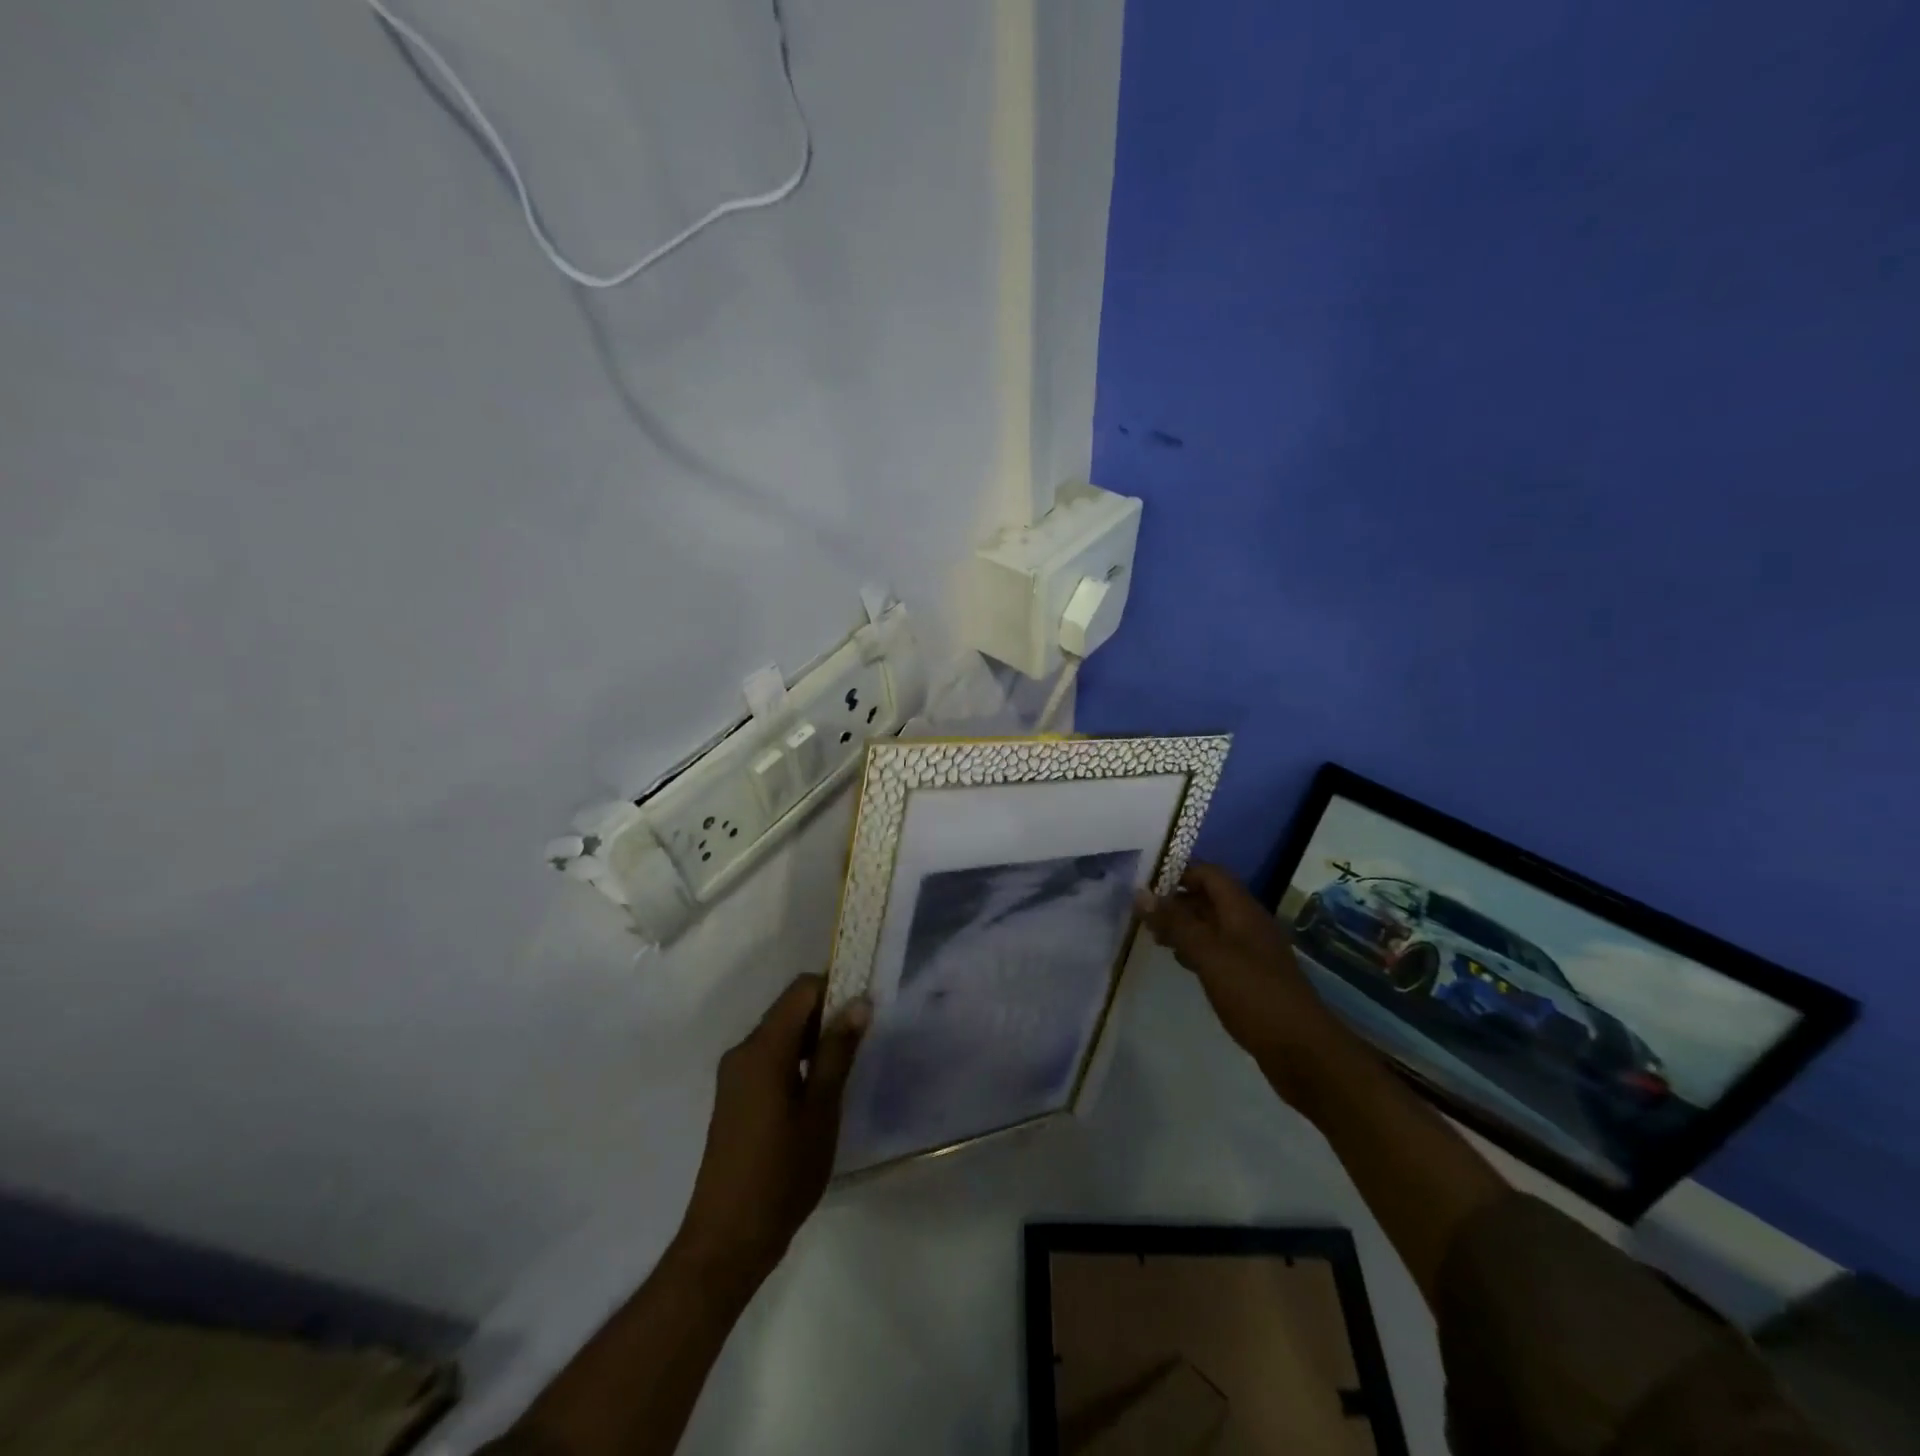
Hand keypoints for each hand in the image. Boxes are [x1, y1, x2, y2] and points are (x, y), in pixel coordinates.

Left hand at [674, 974, 869, 1285]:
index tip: (866, 1003)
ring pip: (780, 1033)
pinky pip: (770, 1057)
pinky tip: (820, 1085)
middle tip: (864, 1034)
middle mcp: (743, 1051)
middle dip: (827, 1011)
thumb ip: (838, 1052)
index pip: (801, 990)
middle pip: (789, 1009)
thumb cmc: (781, 1173)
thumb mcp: (821, 1111)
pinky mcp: (735, 1096)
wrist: (727, 1240)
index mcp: (763, 1049)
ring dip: (813, 1036)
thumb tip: (858, 1002)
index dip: (835, 986)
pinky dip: (797, 1057)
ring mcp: (735, 1075)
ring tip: (848, 1059)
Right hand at [1135, 864, 1342, 1066]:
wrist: (1302, 1050)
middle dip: (1177, 901)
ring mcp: (1252, 952)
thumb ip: (1175, 923)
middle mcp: (1249, 924)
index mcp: (1242, 910)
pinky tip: (1181, 962)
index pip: (1210, 874)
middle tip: (1144, 915)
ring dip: (1185, 926)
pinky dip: (1197, 949)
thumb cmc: (1253, 993)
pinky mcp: (1252, 977)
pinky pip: (1219, 951)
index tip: (1146, 886)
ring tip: (1155, 937)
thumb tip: (1141, 893)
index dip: (1179, 873)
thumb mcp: (1208, 954)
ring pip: (1213, 926)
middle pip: (1210, 898)